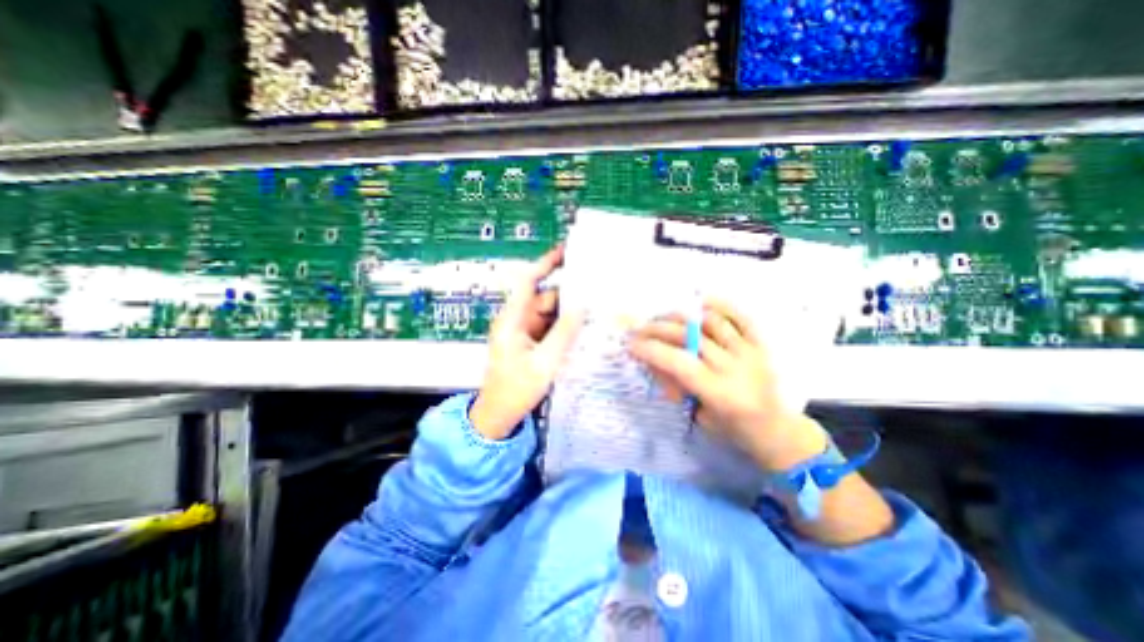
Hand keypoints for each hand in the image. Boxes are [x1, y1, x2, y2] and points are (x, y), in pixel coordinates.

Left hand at [469, 245, 584, 441]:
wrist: (499, 415)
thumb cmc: (516, 389)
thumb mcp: (544, 362)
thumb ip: (563, 333)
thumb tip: (582, 307)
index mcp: (512, 319)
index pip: (528, 282)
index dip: (546, 263)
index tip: (567, 251)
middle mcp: (518, 320)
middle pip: (545, 298)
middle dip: (569, 294)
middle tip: (598, 290)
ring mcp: (525, 332)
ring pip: (550, 314)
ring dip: (570, 313)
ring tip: (597, 309)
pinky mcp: (532, 342)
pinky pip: (551, 327)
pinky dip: (566, 327)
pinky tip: (585, 327)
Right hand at [631, 296, 828, 470]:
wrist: (778, 432)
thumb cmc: (734, 430)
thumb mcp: (699, 416)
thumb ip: (678, 386)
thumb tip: (656, 360)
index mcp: (720, 393)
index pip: (678, 362)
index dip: (651, 349)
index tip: (631, 344)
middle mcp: (735, 367)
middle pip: (690, 337)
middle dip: (658, 329)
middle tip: (639, 328)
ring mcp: (749, 352)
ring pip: (710, 322)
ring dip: (682, 315)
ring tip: (663, 316)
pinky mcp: (760, 344)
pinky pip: (740, 317)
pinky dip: (721, 306)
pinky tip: (702, 303)